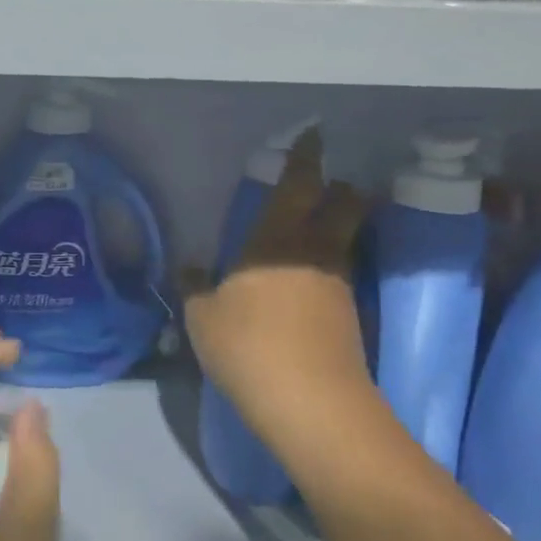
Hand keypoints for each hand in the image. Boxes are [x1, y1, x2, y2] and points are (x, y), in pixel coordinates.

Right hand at [184, 128, 371, 440]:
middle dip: (341, 190)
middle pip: (344, 206)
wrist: (312, 404)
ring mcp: (338, 285)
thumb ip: (195, 289)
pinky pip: (339, 277)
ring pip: (344, 242)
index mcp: (277, 240)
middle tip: (329, 184)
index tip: (312, 135)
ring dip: (335, 231)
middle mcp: (315, 253)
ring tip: (311, 237)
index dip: (305, 157)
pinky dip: (327, 270)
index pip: (299, 185)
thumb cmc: (250, 347)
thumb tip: (189, 270)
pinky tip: (307, 287)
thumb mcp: (204, 318)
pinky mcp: (350, 318)